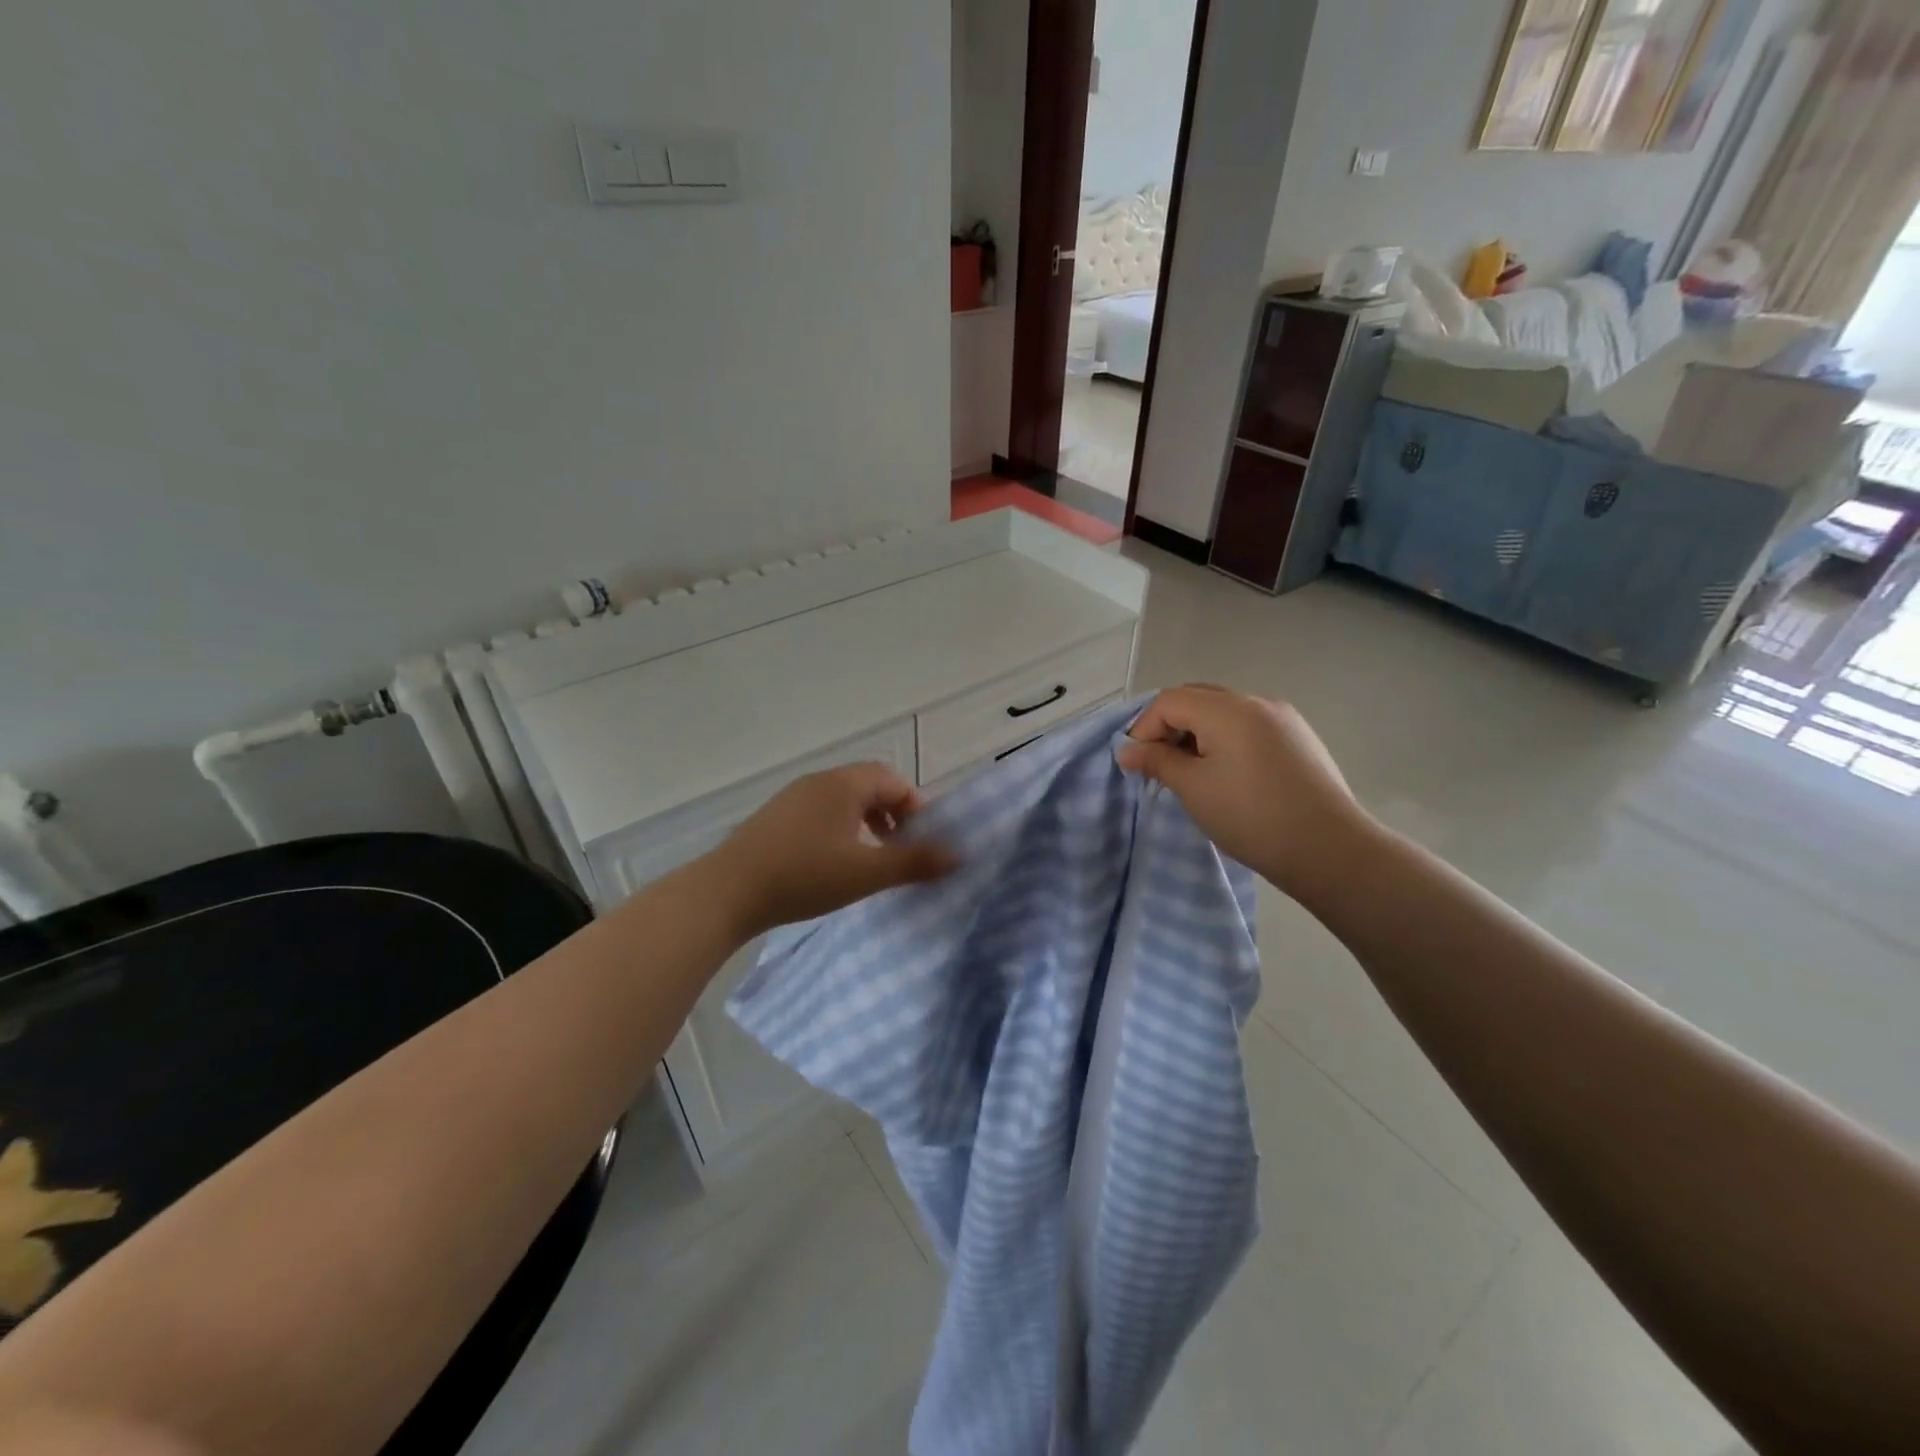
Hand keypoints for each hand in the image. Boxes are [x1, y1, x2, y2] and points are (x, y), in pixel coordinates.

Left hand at [709, 763, 956, 934]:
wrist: (727, 892)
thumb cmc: (804, 876)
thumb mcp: (866, 872)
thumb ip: (914, 862)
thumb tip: (960, 854)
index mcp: (843, 784)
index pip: (893, 780)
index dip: (916, 806)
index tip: (924, 840)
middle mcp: (818, 782)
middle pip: (868, 786)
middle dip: (893, 814)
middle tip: (902, 849)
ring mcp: (792, 799)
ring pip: (843, 801)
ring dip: (867, 823)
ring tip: (872, 858)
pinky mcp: (775, 819)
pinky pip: (821, 813)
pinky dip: (841, 830)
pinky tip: (834, 863)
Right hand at [1116, 685, 1376, 899]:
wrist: (1330, 850)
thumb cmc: (1251, 817)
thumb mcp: (1194, 789)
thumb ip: (1157, 761)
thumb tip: (1127, 750)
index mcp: (1227, 709)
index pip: (1169, 701)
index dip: (1144, 728)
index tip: (1137, 764)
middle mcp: (1256, 702)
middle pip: (1197, 698)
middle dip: (1170, 726)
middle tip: (1160, 765)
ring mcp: (1283, 718)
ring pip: (1224, 711)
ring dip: (1198, 733)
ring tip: (1192, 773)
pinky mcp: (1299, 737)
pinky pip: (1249, 725)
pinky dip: (1226, 739)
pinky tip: (1228, 774)